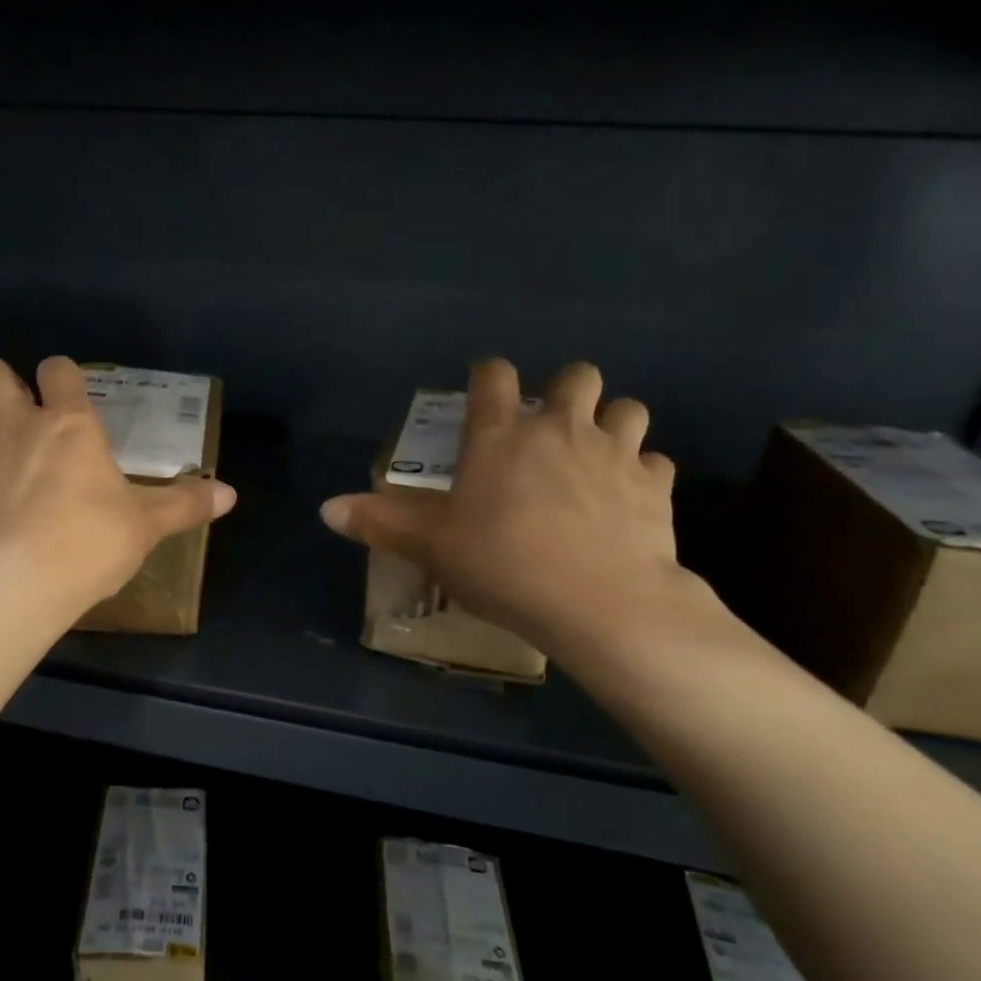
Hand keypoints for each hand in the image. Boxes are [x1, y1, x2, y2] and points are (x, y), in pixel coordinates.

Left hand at [0, 357, 236, 610]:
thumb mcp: (146, 527)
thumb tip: (231, 494)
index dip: (61, 375)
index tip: (67, 395)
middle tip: (18, 414)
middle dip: (0, 382)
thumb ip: (185, 504)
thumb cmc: (88, 546)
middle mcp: (15, 424)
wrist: (16, 589)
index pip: (57, 369)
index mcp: (68, 424)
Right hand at [320, 360, 694, 655]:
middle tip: (548, 428)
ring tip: (595, 454)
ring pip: (626, 409)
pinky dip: (641, 472)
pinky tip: (628, 499)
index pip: (495, 376)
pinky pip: (654, 462)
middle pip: (576, 375)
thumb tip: (325, 509)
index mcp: (501, 434)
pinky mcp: (655, 486)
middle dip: (565, 391)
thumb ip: (379, 522)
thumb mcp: (431, 546)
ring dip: (611, 422)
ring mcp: (615, 452)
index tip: (484, 394)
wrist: (600, 604)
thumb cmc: (503, 564)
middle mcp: (560, 428)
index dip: (489, 378)